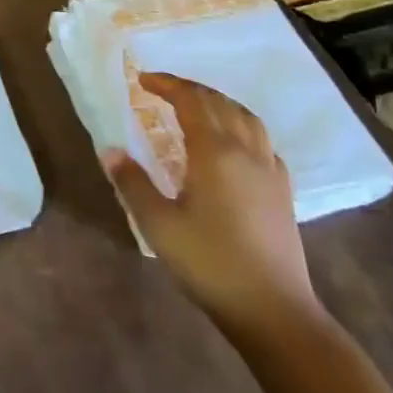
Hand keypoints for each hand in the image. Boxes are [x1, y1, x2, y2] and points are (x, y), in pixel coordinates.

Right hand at [103, 73, 319, 335]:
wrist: (274, 311)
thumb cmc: (210, 264)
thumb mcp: (159, 224)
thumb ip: (133, 183)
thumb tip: (110, 151)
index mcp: (215, 152)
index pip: (192, 101)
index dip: (168, 85)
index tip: (143, 80)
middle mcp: (246, 152)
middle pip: (220, 103)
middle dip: (190, 89)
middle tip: (162, 89)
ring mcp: (269, 171)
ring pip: (247, 118)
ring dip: (219, 103)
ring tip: (197, 107)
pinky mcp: (283, 192)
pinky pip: (263, 142)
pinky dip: (242, 127)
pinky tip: (233, 145)